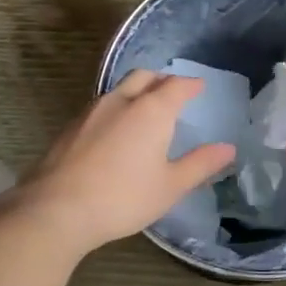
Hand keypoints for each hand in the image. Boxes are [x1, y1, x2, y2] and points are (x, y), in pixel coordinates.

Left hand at [14, 71, 237, 255]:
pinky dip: (116, 107)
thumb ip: (200, 164)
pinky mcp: (71, 126)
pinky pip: (101, 105)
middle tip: (173, 92)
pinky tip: (115, 130)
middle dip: (162, 80)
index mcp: (151, 110)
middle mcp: (121, 101)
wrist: (56, 208)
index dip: (191, 85)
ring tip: (145, 109)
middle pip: (145, 76)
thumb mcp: (170, 186)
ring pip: (119, 89)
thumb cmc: (123, 198)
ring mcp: (91, 111)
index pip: (177, 86)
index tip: (199, 87)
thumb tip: (228, 148)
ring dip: (136, 91)